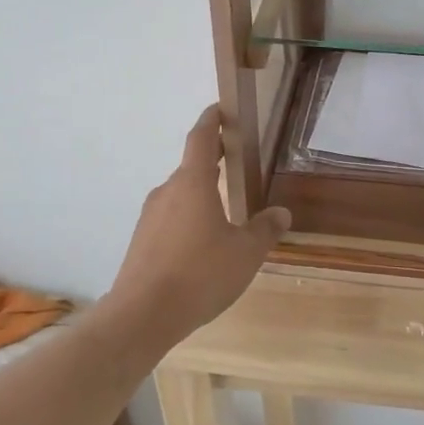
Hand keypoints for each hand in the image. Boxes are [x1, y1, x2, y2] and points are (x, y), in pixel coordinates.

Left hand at [105, 105, 290, 339]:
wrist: (142, 315)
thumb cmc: (200, 274)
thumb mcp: (246, 253)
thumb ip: (265, 230)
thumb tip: (281, 213)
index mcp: (193, 183)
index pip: (201, 138)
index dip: (212, 120)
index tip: (221, 109)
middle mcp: (167, 192)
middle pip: (191, 167)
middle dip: (212, 161)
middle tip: (234, 161)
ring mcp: (150, 217)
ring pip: (180, 196)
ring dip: (201, 195)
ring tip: (225, 210)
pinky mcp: (141, 242)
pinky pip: (170, 220)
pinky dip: (188, 220)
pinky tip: (202, 246)